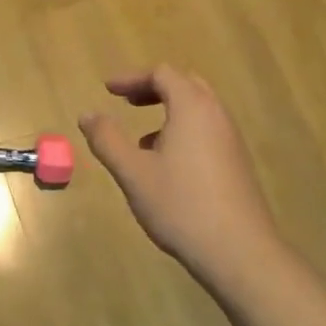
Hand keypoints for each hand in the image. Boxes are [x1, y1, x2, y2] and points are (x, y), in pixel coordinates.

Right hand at [80, 66, 284, 289]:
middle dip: (153, 88)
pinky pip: (207, 131)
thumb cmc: (180, 205)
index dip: (132, 78)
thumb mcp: (133, 172)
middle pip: (185, 85)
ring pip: (199, 110)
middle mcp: (216, 116)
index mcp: (192, 108)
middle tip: (127, 102)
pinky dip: (183, 131)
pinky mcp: (237, 163)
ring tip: (141, 140)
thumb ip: (107, 139)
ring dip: (169, 111)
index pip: (162, 74)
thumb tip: (87, 114)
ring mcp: (231, 140)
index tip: (108, 90)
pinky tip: (166, 166)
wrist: (238, 251)